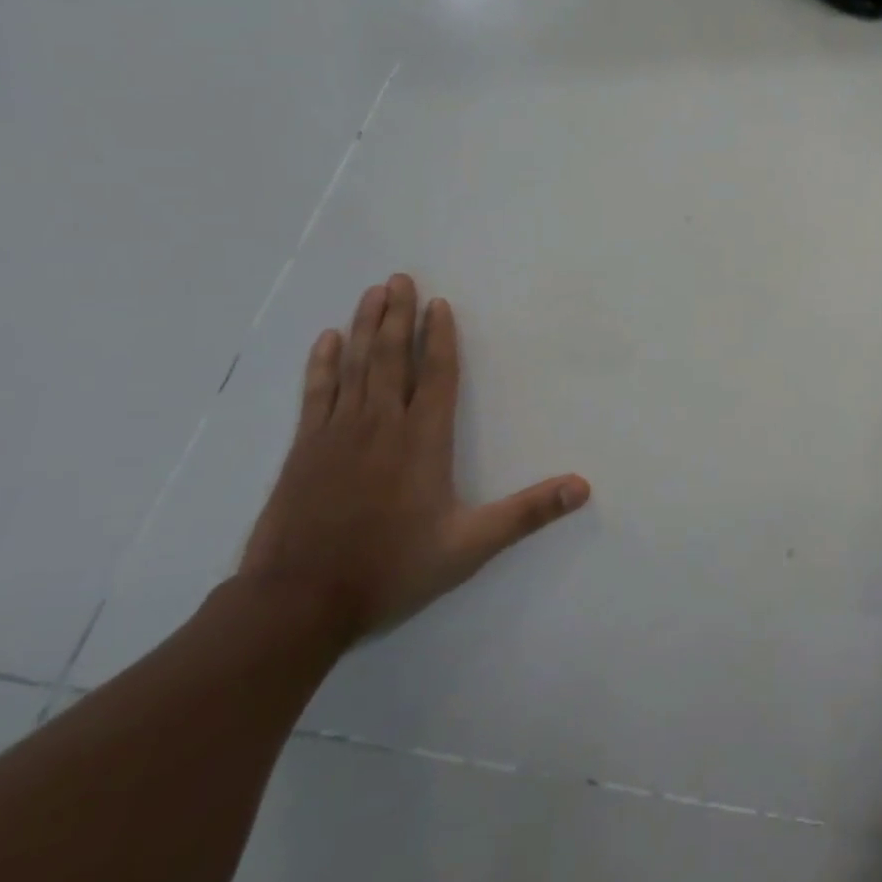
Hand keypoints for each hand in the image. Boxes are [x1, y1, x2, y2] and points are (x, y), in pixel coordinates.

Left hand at [238, 274, 589, 644]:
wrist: (298, 603)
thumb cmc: (392, 568)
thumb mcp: (470, 546)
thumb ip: (527, 512)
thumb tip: (583, 486)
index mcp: (423, 441)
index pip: (437, 376)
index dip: (441, 338)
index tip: (440, 304)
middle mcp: (381, 425)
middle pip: (393, 358)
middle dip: (399, 316)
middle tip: (400, 278)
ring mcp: (338, 434)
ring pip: (356, 366)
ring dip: (366, 327)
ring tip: (373, 293)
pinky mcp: (305, 449)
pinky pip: (317, 393)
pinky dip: (323, 364)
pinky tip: (328, 340)